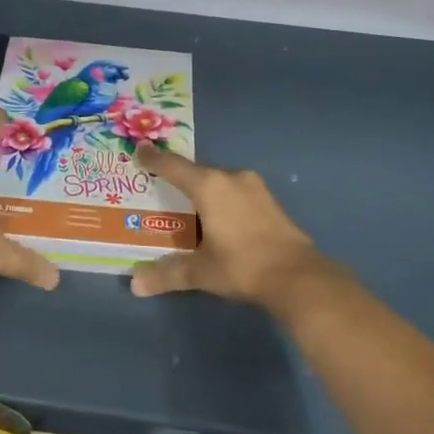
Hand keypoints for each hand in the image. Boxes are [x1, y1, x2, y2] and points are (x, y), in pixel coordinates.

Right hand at [129, 144, 326, 307]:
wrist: (297, 276)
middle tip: (159, 188)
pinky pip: (235, 192)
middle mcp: (230, 177)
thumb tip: (135, 284)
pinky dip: (221, 199)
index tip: (139, 149)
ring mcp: (253, 187)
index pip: (173, 166)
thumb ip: (167, 273)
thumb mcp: (201, 272)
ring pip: (218, 182)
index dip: (154, 159)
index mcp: (209, 186)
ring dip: (202, 190)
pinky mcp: (269, 200)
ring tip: (187, 205)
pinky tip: (217, 218)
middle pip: (196, 173)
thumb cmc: (242, 265)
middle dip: (177, 179)